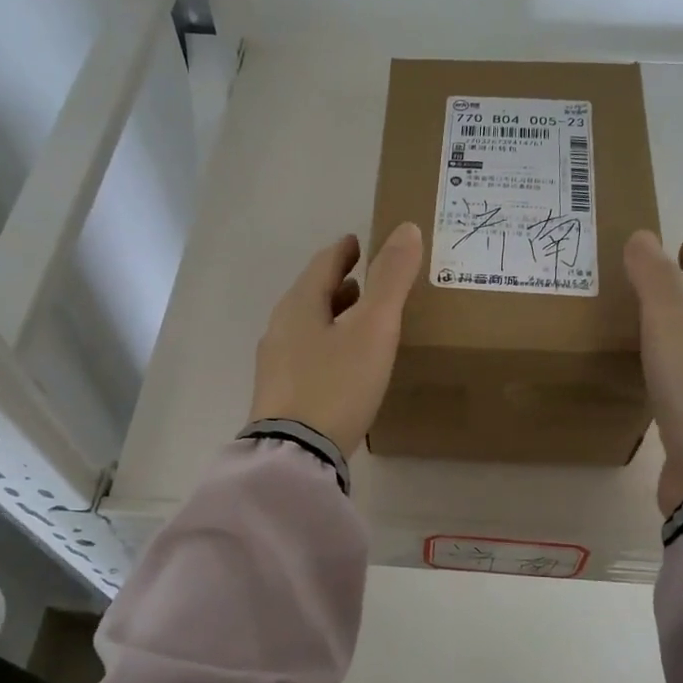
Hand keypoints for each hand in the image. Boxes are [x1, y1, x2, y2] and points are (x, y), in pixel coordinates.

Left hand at [249, 224, 423, 456]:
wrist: (296, 454)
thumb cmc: (337, 384)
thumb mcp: (373, 329)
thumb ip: (391, 279)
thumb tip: (407, 229)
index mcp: (299, 305)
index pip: (323, 264)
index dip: (344, 251)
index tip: (358, 243)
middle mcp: (280, 328)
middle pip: (311, 295)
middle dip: (338, 285)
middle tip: (366, 283)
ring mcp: (275, 364)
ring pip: (307, 327)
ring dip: (332, 317)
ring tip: (359, 322)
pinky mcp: (279, 396)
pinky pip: (305, 356)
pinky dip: (326, 346)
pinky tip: (342, 366)